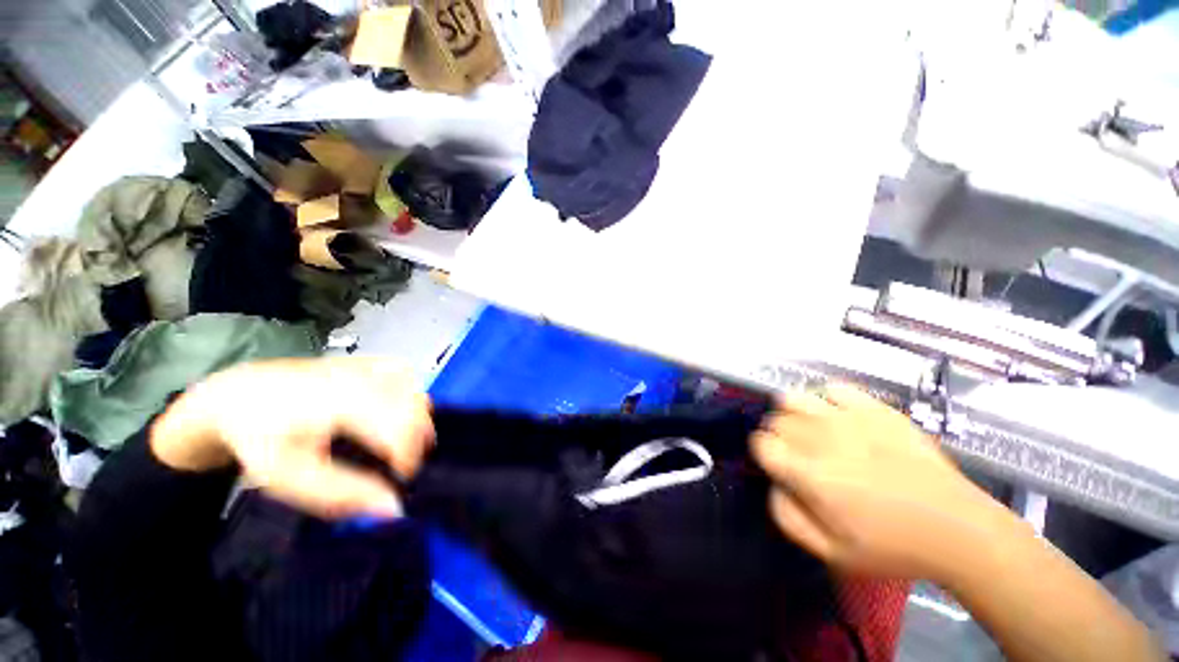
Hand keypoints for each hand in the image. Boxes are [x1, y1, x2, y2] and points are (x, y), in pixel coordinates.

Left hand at [151, 357, 433, 519]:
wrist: (242, 394)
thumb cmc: (261, 439)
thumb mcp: (287, 478)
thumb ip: (342, 494)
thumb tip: (393, 507)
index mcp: (339, 403)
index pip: (401, 426)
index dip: (410, 456)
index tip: (399, 478)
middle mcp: (363, 376)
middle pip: (417, 408)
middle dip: (416, 440)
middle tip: (396, 464)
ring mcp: (368, 364)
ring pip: (417, 392)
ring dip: (415, 420)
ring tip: (393, 441)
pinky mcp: (372, 360)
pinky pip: (409, 378)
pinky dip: (410, 398)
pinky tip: (393, 411)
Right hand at [751, 384, 1006, 580]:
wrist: (958, 528)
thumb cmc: (892, 546)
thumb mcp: (831, 552)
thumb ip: (787, 517)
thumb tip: (774, 484)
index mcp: (809, 474)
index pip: (761, 443)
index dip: (765, 454)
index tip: (780, 467)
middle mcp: (821, 438)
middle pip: (776, 421)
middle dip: (779, 437)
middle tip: (801, 457)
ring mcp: (848, 418)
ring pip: (794, 398)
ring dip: (793, 414)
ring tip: (812, 432)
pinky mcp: (874, 408)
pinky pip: (832, 389)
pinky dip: (825, 400)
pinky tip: (837, 418)